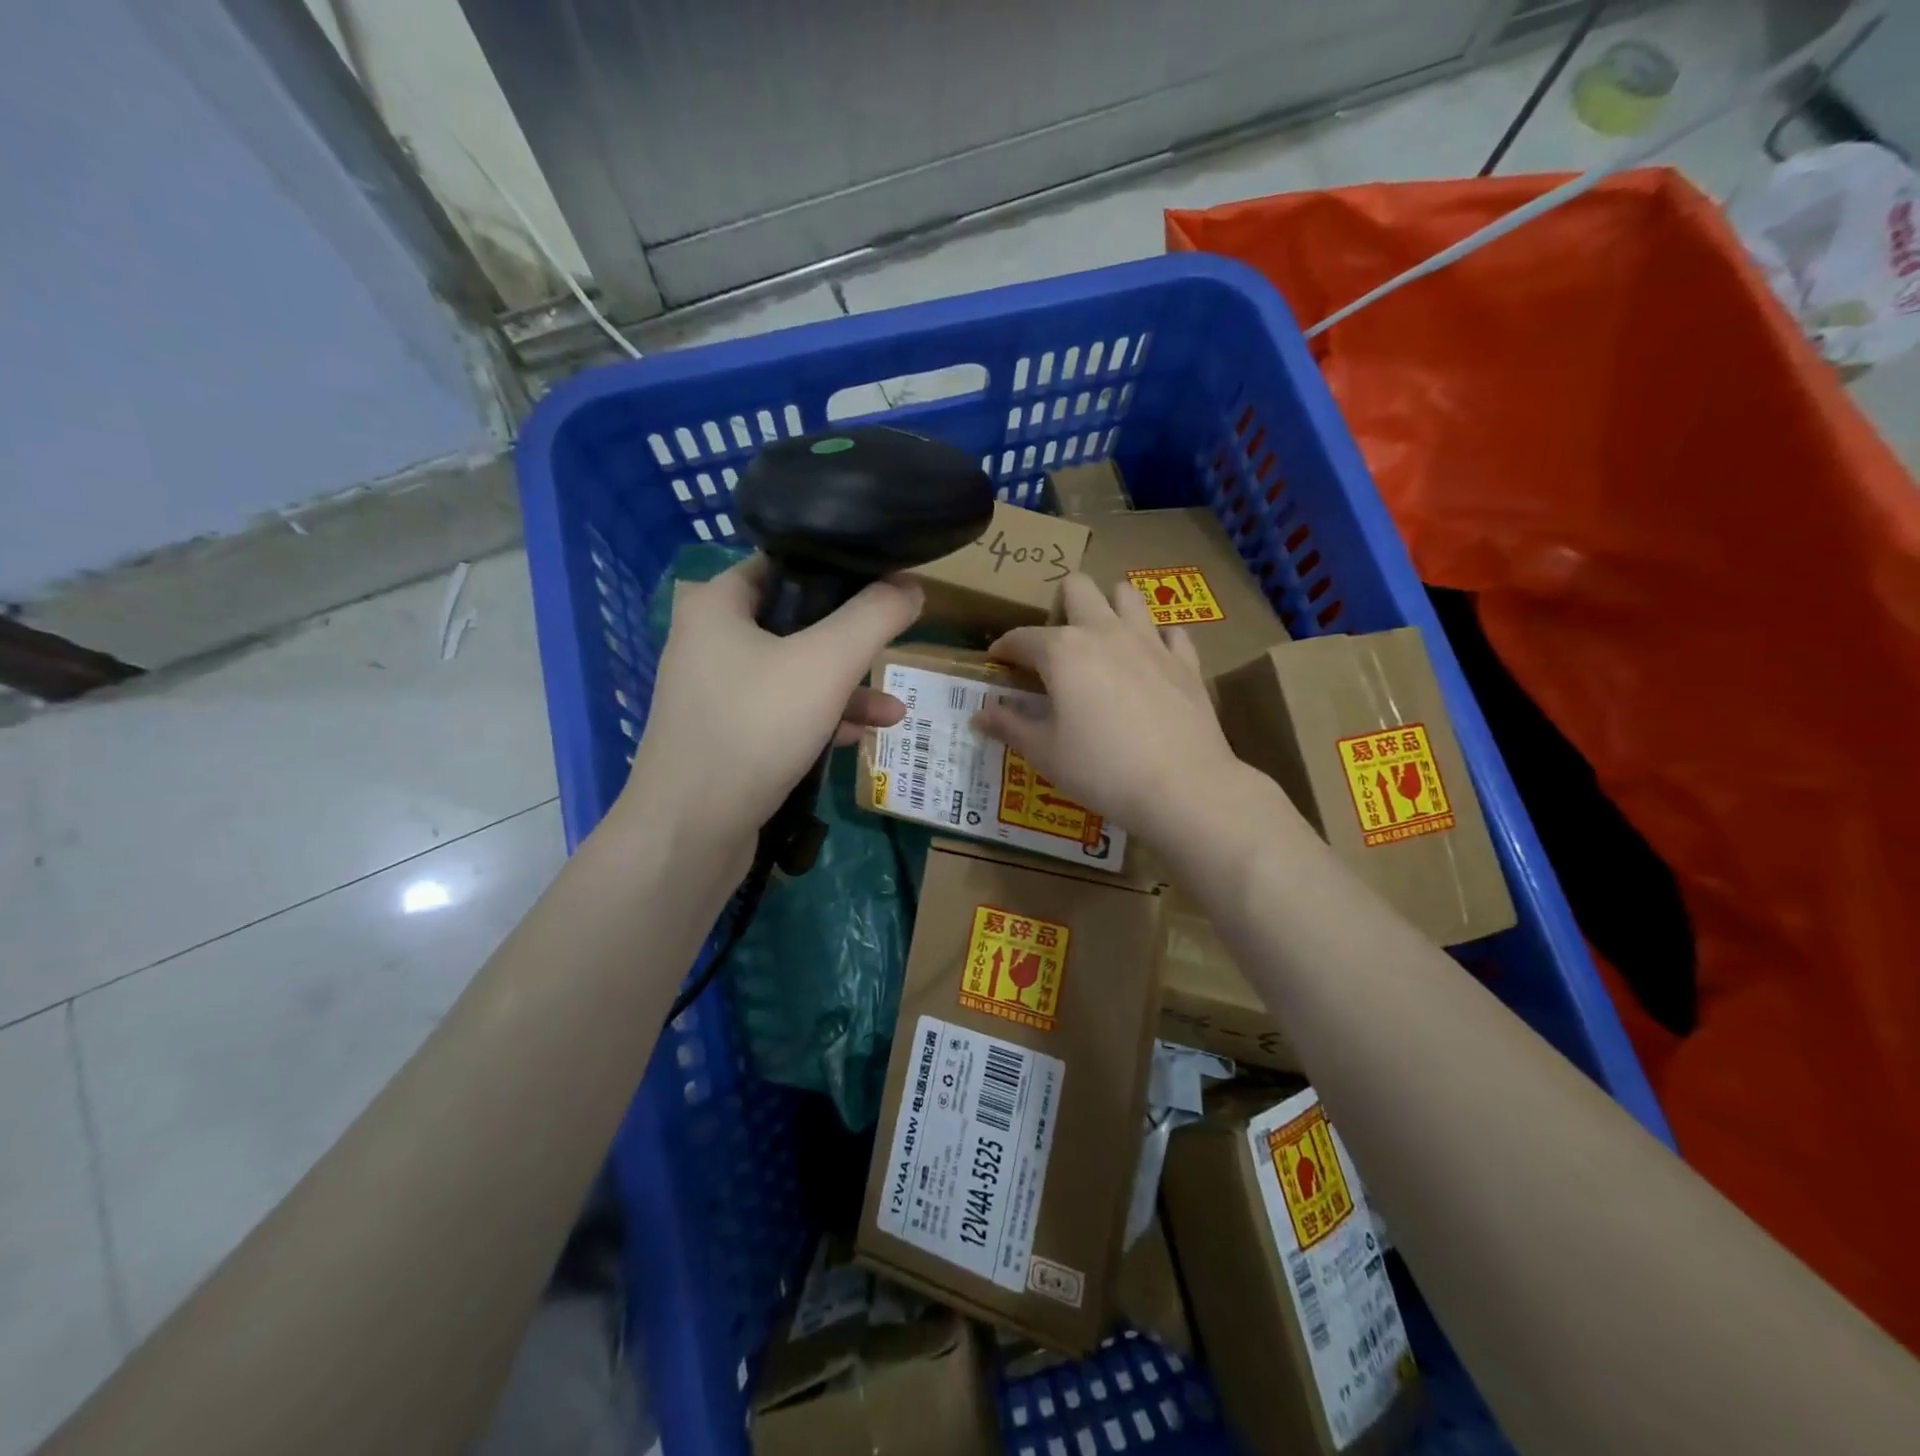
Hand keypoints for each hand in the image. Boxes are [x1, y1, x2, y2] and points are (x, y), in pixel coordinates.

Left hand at [620, 556, 922, 850]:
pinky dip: (822, 719)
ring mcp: (716, 693)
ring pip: (794, 673)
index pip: (785, 564)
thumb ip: (874, 617)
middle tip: (893, 644)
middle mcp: (710, 641)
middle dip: (851, 639)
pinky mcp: (727, 736)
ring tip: (894, 710)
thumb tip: (912, 584)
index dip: (839, 570)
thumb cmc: (755, 728)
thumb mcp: (826, 664)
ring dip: (845, 688)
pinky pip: (783, 712)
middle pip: (795, 622)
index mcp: (718, 604)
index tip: (886, 585)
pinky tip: (862, 738)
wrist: (690, 832)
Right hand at [976, 574, 1242, 846]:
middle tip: (1056, 647)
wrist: (1182, 786)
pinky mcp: (1186, 661)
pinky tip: (1148, 664)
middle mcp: (1105, 632)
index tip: (997, 662)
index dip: (1004, 649)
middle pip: (1077, 587)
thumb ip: (1010, 726)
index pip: (1022, 638)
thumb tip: (979, 714)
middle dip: (1060, 606)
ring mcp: (1150, 642)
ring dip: (1109, 608)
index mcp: (1063, 651)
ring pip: (1127, 594)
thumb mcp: (1045, 753)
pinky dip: (1155, 640)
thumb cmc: (1101, 770)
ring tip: (1102, 643)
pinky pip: (1169, 631)